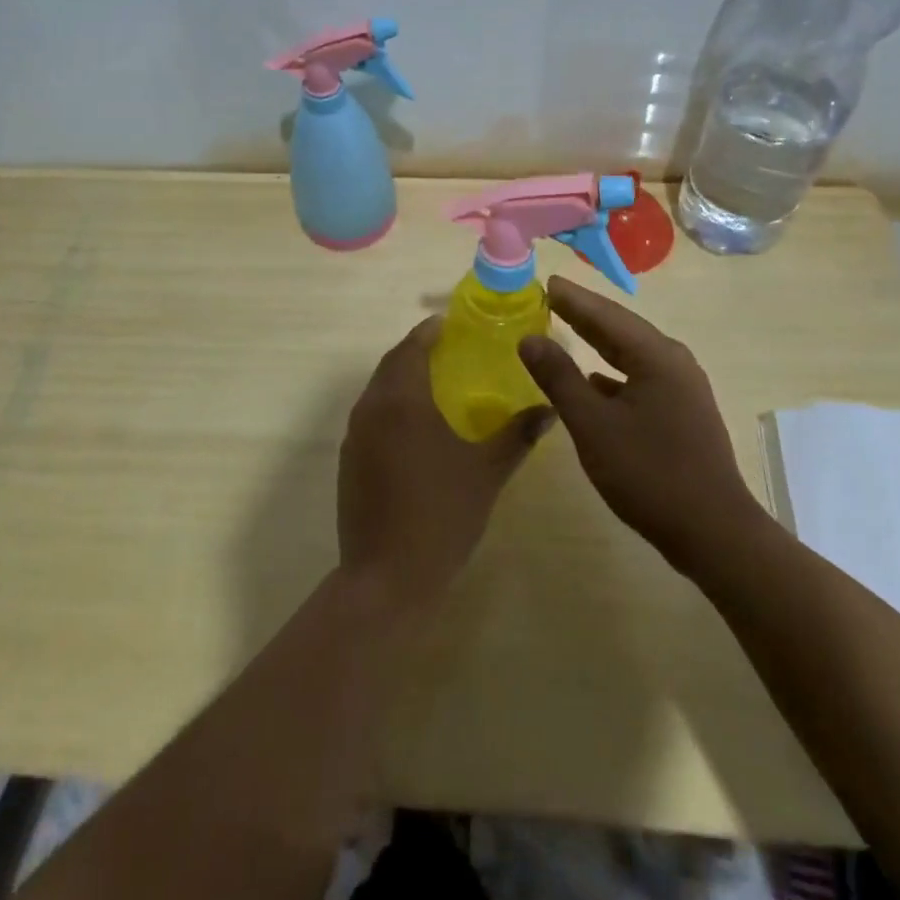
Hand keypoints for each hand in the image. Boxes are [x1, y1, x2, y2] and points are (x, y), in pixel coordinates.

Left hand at [339, 317, 552, 610]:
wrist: (387, 576)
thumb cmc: (442, 515)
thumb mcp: (487, 472)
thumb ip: (518, 435)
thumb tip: (550, 409)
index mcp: (402, 401)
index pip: (411, 348)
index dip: (429, 331)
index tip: (448, 323)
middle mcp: (371, 409)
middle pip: (391, 364)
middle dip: (415, 351)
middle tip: (447, 349)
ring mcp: (354, 436)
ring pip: (377, 390)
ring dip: (401, 378)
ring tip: (434, 383)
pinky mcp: (349, 461)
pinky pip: (370, 416)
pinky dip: (390, 406)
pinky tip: (414, 427)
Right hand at [518, 276, 766, 574]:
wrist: (713, 532)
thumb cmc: (649, 473)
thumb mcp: (593, 425)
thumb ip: (559, 378)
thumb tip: (530, 339)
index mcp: (655, 356)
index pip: (605, 315)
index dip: (573, 299)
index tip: (545, 282)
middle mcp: (674, 362)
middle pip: (621, 328)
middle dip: (585, 314)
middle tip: (550, 299)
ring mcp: (682, 388)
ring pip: (632, 353)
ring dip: (598, 341)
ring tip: (566, 329)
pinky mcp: (682, 412)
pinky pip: (640, 377)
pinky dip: (612, 371)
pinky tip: (594, 381)